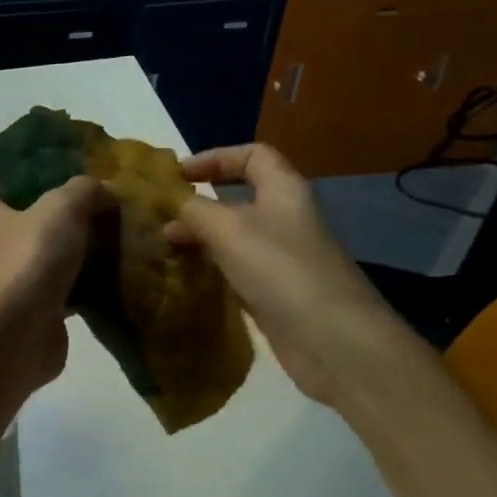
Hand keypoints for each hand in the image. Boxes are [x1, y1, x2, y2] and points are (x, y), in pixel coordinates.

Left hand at [0, 176, 108, 394]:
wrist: (13, 338)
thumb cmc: (27, 261)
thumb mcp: (61, 207)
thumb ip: (84, 190)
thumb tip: (106, 190)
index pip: (22, 192)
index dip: (57, 189)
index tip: (94, 193)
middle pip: (41, 228)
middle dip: (76, 227)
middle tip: (117, 222)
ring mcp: (6, 284)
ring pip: (53, 262)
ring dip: (83, 261)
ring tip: (124, 251)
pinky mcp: (28, 314)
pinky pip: (62, 293)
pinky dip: (85, 290)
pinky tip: (117, 284)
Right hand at [166, 145, 395, 406]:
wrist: (332, 340)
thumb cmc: (281, 270)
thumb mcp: (228, 229)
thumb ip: (195, 211)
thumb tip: (174, 206)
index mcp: (284, 191)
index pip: (253, 156)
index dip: (216, 157)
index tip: (178, 174)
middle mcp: (285, 219)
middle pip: (239, 198)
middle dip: (200, 204)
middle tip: (163, 217)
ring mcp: (282, 258)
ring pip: (235, 237)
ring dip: (201, 239)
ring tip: (166, 248)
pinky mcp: (276, 292)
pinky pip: (237, 270)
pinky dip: (212, 269)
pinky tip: (187, 278)